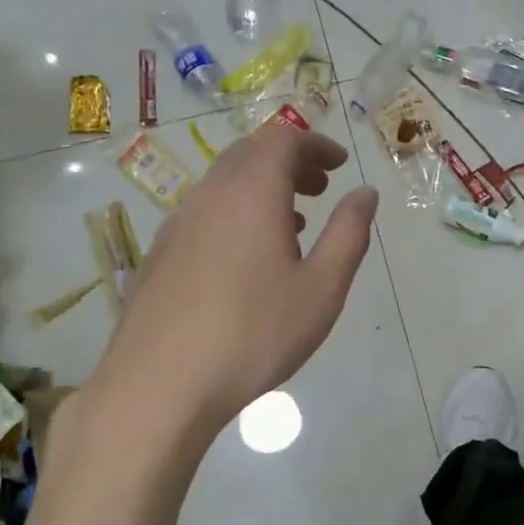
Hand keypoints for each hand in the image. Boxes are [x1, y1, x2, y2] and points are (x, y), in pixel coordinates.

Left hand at [92, 126, 377, 431]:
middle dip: (290, 162)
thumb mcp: (322, 288)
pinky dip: (235, 214)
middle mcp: (209, 195)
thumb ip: (349, 234)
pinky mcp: (158, 254)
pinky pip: (204, 213)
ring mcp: (177, 224)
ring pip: (224, 185)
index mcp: (251, 193)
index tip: (339, 165)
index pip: (283, 140)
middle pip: (250, 155)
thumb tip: (365, 194)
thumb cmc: (254, 334)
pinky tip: (248, 258)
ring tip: (292, 223)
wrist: (159, 385)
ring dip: (262, 189)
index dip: (315, 144)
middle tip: (320, 188)